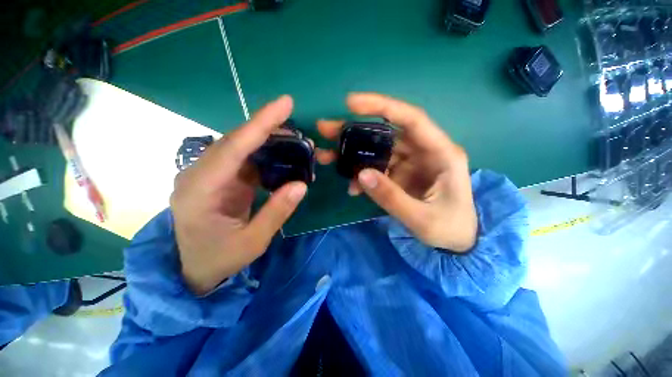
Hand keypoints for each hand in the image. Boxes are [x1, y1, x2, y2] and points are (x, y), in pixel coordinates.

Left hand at [170, 96, 307, 294]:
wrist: (194, 269)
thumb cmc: (219, 259)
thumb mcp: (252, 242)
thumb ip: (276, 212)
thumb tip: (301, 185)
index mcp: (200, 190)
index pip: (233, 148)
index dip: (260, 124)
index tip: (284, 104)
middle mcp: (199, 175)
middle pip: (235, 141)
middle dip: (266, 127)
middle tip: (294, 121)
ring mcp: (208, 176)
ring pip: (239, 147)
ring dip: (266, 140)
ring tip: (293, 138)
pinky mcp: (219, 180)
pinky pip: (243, 159)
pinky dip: (263, 154)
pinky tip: (280, 154)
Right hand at [316, 93, 476, 251]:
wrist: (457, 241)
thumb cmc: (449, 228)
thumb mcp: (421, 218)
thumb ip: (391, 197)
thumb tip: (361, 174)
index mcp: (441, 153)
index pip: (411, 119)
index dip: (382, 107)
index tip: (351, 103)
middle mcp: (424, 152)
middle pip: (386, 133)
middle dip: (355, 130)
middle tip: (326, 128)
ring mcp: (410, 163)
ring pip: (377, 150)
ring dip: (352, 154)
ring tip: (327, 157)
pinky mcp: (400, 174)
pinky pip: (377, 169)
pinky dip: (362, 176)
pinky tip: (352, 188)